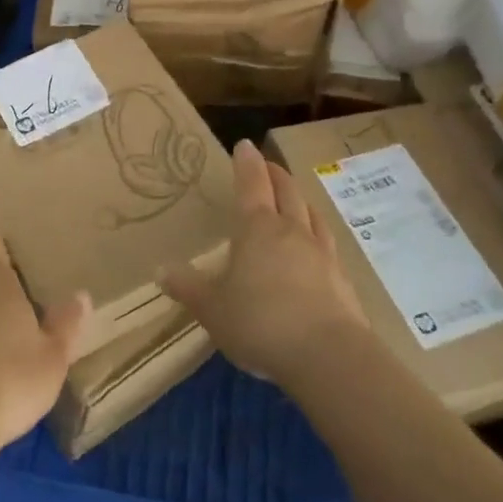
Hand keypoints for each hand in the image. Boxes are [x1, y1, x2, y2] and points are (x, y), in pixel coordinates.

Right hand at [160, 139, 369, 389]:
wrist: (328, 356)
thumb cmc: (260, 322)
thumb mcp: (212, 308)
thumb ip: (188, 287)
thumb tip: (160, 269)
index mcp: (257, 228)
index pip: (251, 184)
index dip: (246, 163)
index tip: (245, 144)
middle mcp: (291, 231)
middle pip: (286, 192)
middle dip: (275, 175)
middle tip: (268, 166)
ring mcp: (322, 253)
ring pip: (311, 215)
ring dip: (300, 200)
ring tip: (295, 199)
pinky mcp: (342, 279)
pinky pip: (328, 244)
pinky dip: (318, 234)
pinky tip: (318, 246)